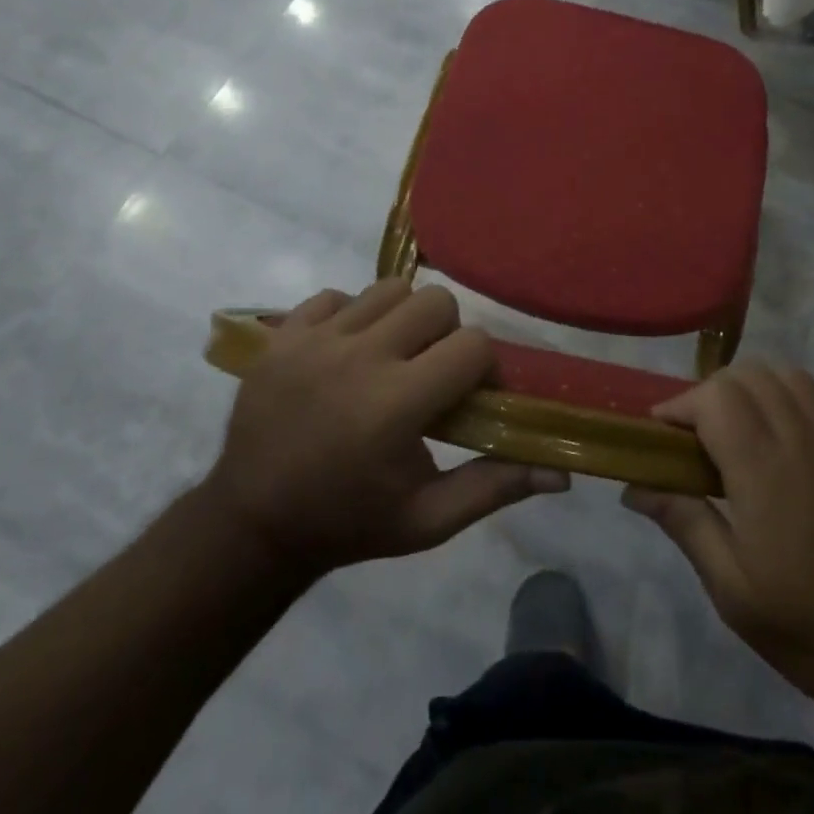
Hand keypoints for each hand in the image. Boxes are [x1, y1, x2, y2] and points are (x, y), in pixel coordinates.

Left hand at [204, 280, 567, 579]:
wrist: (250, 525)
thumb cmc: (350, 523)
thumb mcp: (428, 520)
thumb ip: (495, 487)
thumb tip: (562, 475)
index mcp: (396, 405)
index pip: (473, 345)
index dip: (484, 368)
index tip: (471, 395)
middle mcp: (357, 359)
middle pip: (435, 301)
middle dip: (446, 333)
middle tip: (431, 371)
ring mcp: (313, 341)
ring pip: (388, 289)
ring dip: (402, 318)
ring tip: (390, 357)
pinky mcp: (281, 336)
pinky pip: (336, 296)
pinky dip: (350, 316)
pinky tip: (346, 353)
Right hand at [623, 362, 813, 710]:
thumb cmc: (813, 629)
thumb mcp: (733, 590)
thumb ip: (685, 523)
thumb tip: (635, 486)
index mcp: (763, 469)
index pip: (714, 396)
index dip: (681, 404)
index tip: (662, 432)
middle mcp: (804, 439)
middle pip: (750, 376)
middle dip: (712, 392)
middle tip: (698, 435)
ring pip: (792, 378)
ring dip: (756, 389)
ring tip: (743, 428)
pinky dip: (799, 399)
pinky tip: (794, 434)